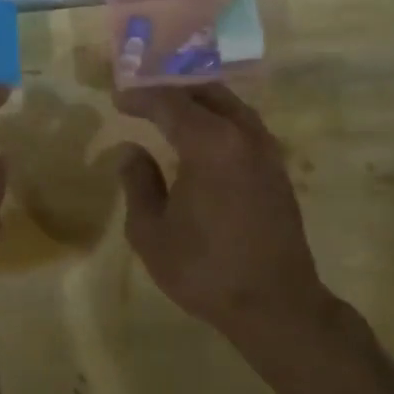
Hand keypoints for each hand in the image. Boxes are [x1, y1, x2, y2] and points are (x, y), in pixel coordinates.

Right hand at [116, 85, 338, 337]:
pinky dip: (217, 117)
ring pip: (230, 105)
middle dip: (171, 88)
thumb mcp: (151, 231)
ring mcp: (266, 151)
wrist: (275, 305)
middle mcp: (243, 136)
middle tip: (142, 96)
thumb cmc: (205, 269)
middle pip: (205, 92)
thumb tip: (132, 151)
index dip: (140, 97)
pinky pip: (243, 125)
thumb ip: (138, 183)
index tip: (117, 100)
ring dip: (197, 99)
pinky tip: (201, 135)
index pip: (169, 102)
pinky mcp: (276, 169)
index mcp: (210, 144)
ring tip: (169, 108)